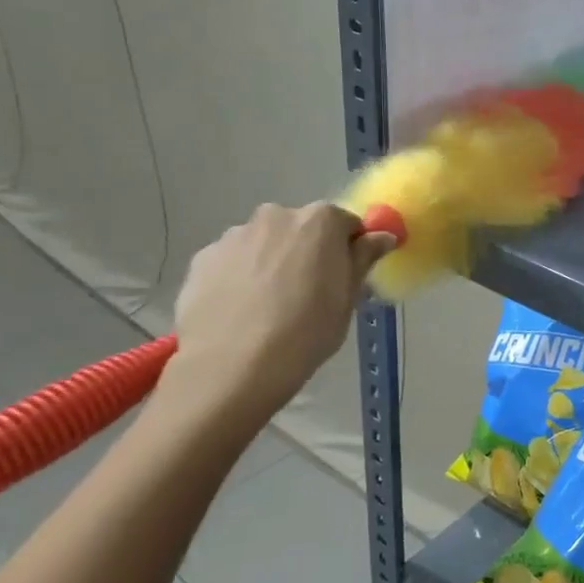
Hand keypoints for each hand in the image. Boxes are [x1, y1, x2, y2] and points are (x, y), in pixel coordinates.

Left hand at [169, 203, 395, 421]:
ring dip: (271, 262)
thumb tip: (382, 235)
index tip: (344, 277)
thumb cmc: (306, 331)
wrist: (232, 366)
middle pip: (301, 229)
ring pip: (264, 244)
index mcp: (320, 221)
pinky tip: (240, 311)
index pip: (346, 223)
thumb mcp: (347, 298)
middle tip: (308, 293)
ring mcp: (234, 235)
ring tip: (267, 307)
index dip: (348, 249)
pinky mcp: (201, 259)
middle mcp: (276, 216)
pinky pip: (233, 261)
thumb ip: (363, 258)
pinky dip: (239, 277)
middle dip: (307, 252)